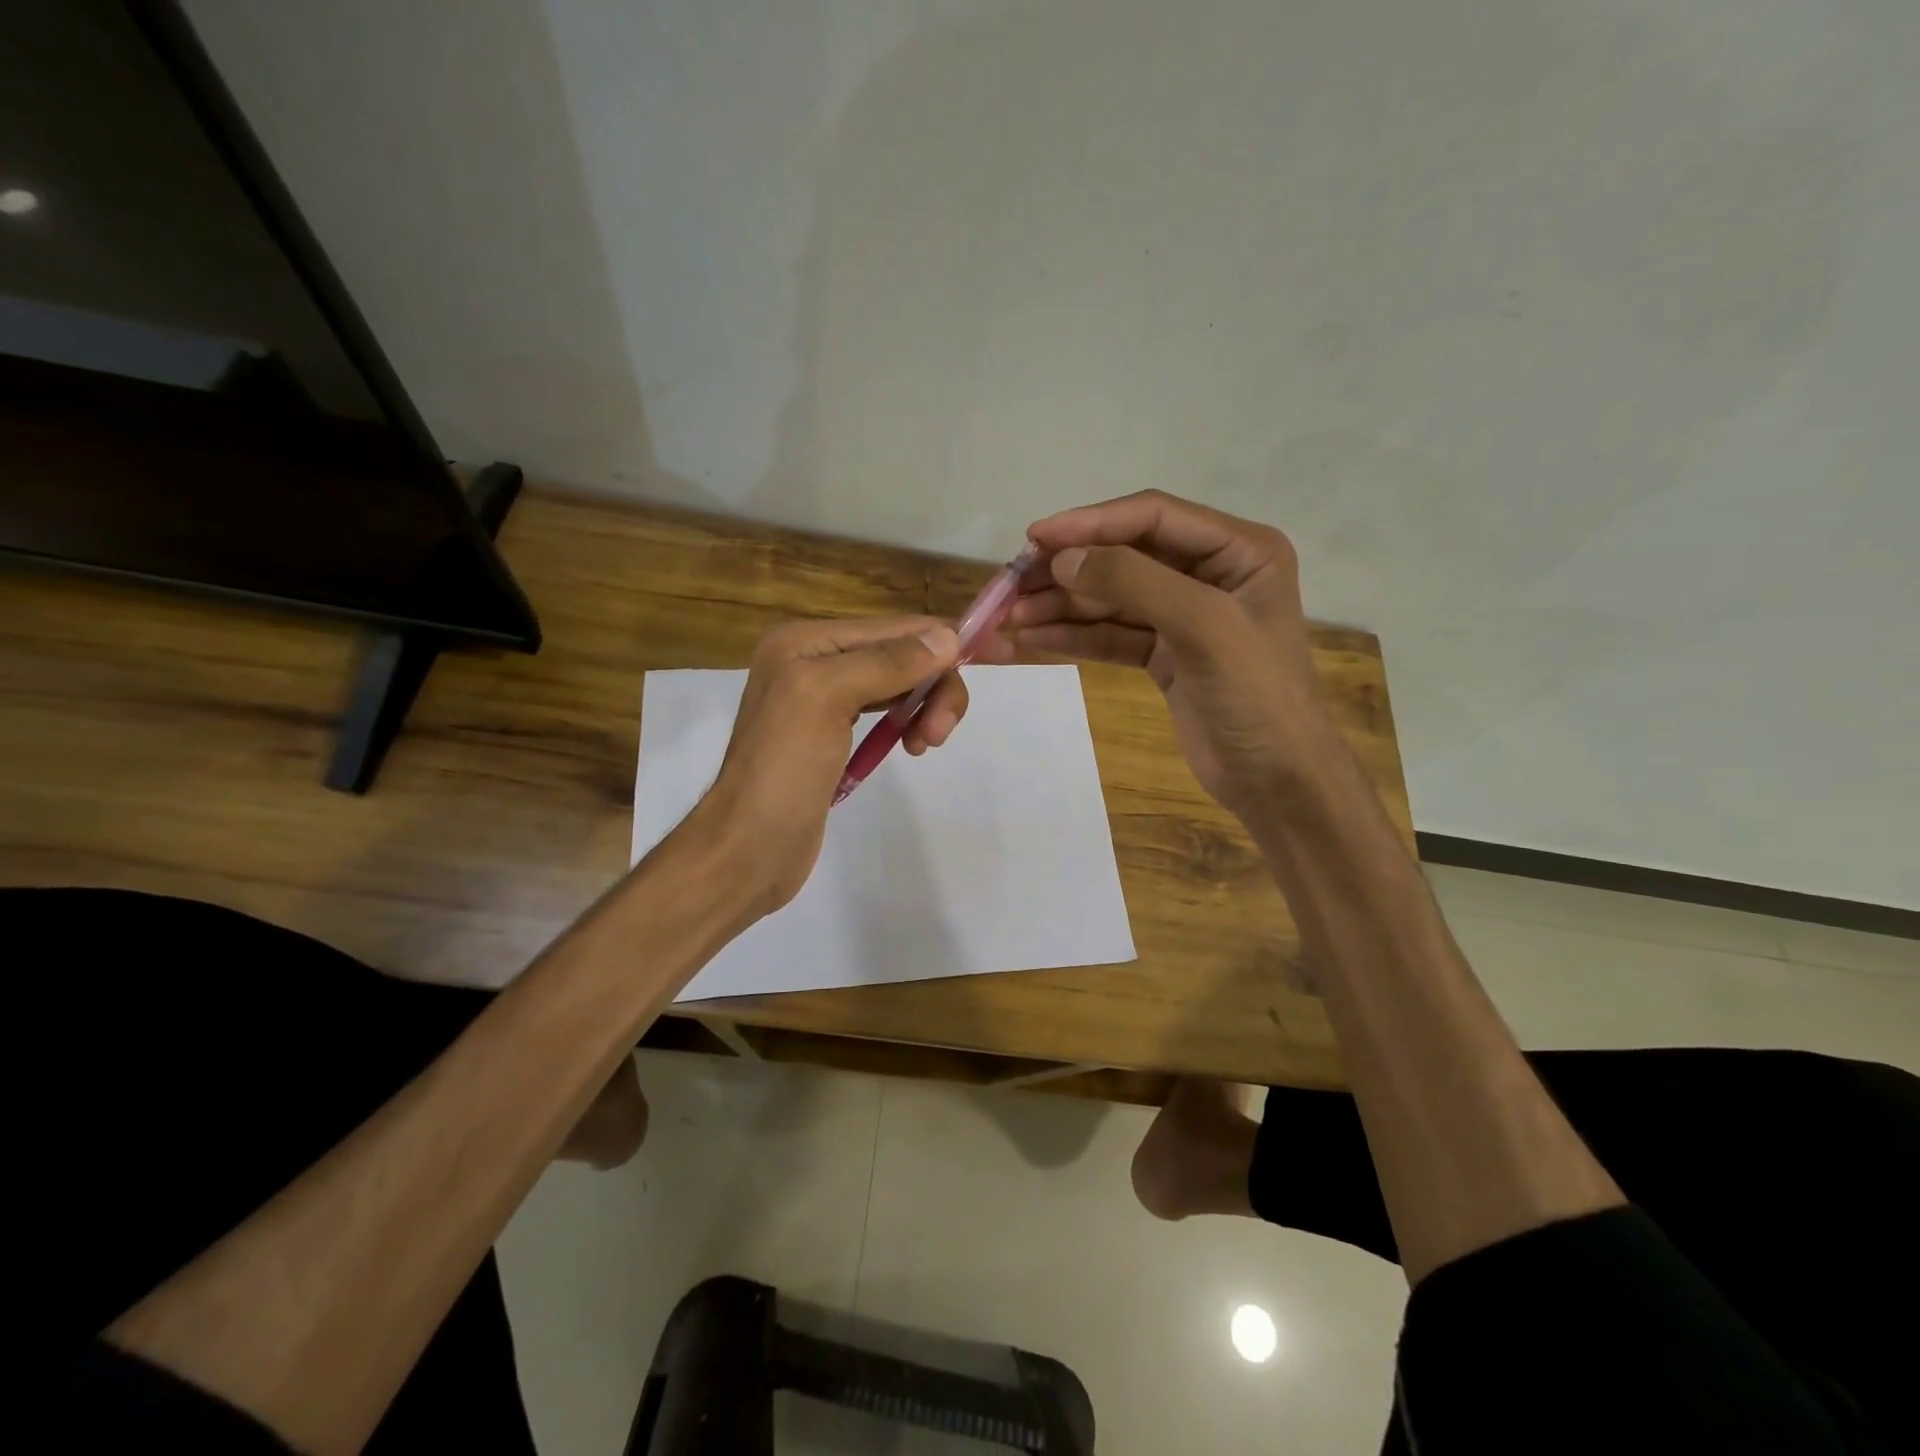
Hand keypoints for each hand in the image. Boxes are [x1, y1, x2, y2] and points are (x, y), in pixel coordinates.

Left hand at [695, 616, 966, 913]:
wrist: (748, 850)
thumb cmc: (783, 770)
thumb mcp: (827, 699)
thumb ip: (887, 663)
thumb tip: (946, 636)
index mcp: (805, 642)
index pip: (893, 627)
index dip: (943, 640)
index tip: (999, 656)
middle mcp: (813, 662)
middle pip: (900, 655)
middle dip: (933, 686)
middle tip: (939, 733)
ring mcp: (822, 701)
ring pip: (898, 685)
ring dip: (925, 707)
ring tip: (926, 744)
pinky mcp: (832, 737)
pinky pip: (885, 714)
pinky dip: (907, 724)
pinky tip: (912, 746)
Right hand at [982, 490, 1337, 821]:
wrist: (1277, 782)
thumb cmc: (1258, 697)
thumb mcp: (1204, 629)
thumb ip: (1134, 584)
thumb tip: (1063, 559)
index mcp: (1239, 550)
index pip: (1153, 518)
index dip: (1091, 523)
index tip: (1034, 539)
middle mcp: (1210, 573)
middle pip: (1124, 556)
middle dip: (1067, 570)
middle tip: (1010, 585)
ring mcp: (1184, 615)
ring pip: (1111, 598)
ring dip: (1061, 605)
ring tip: (1009, 617)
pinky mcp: (1164, 654)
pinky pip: (1111, 634)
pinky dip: (1073, 636)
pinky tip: (1032, 638)